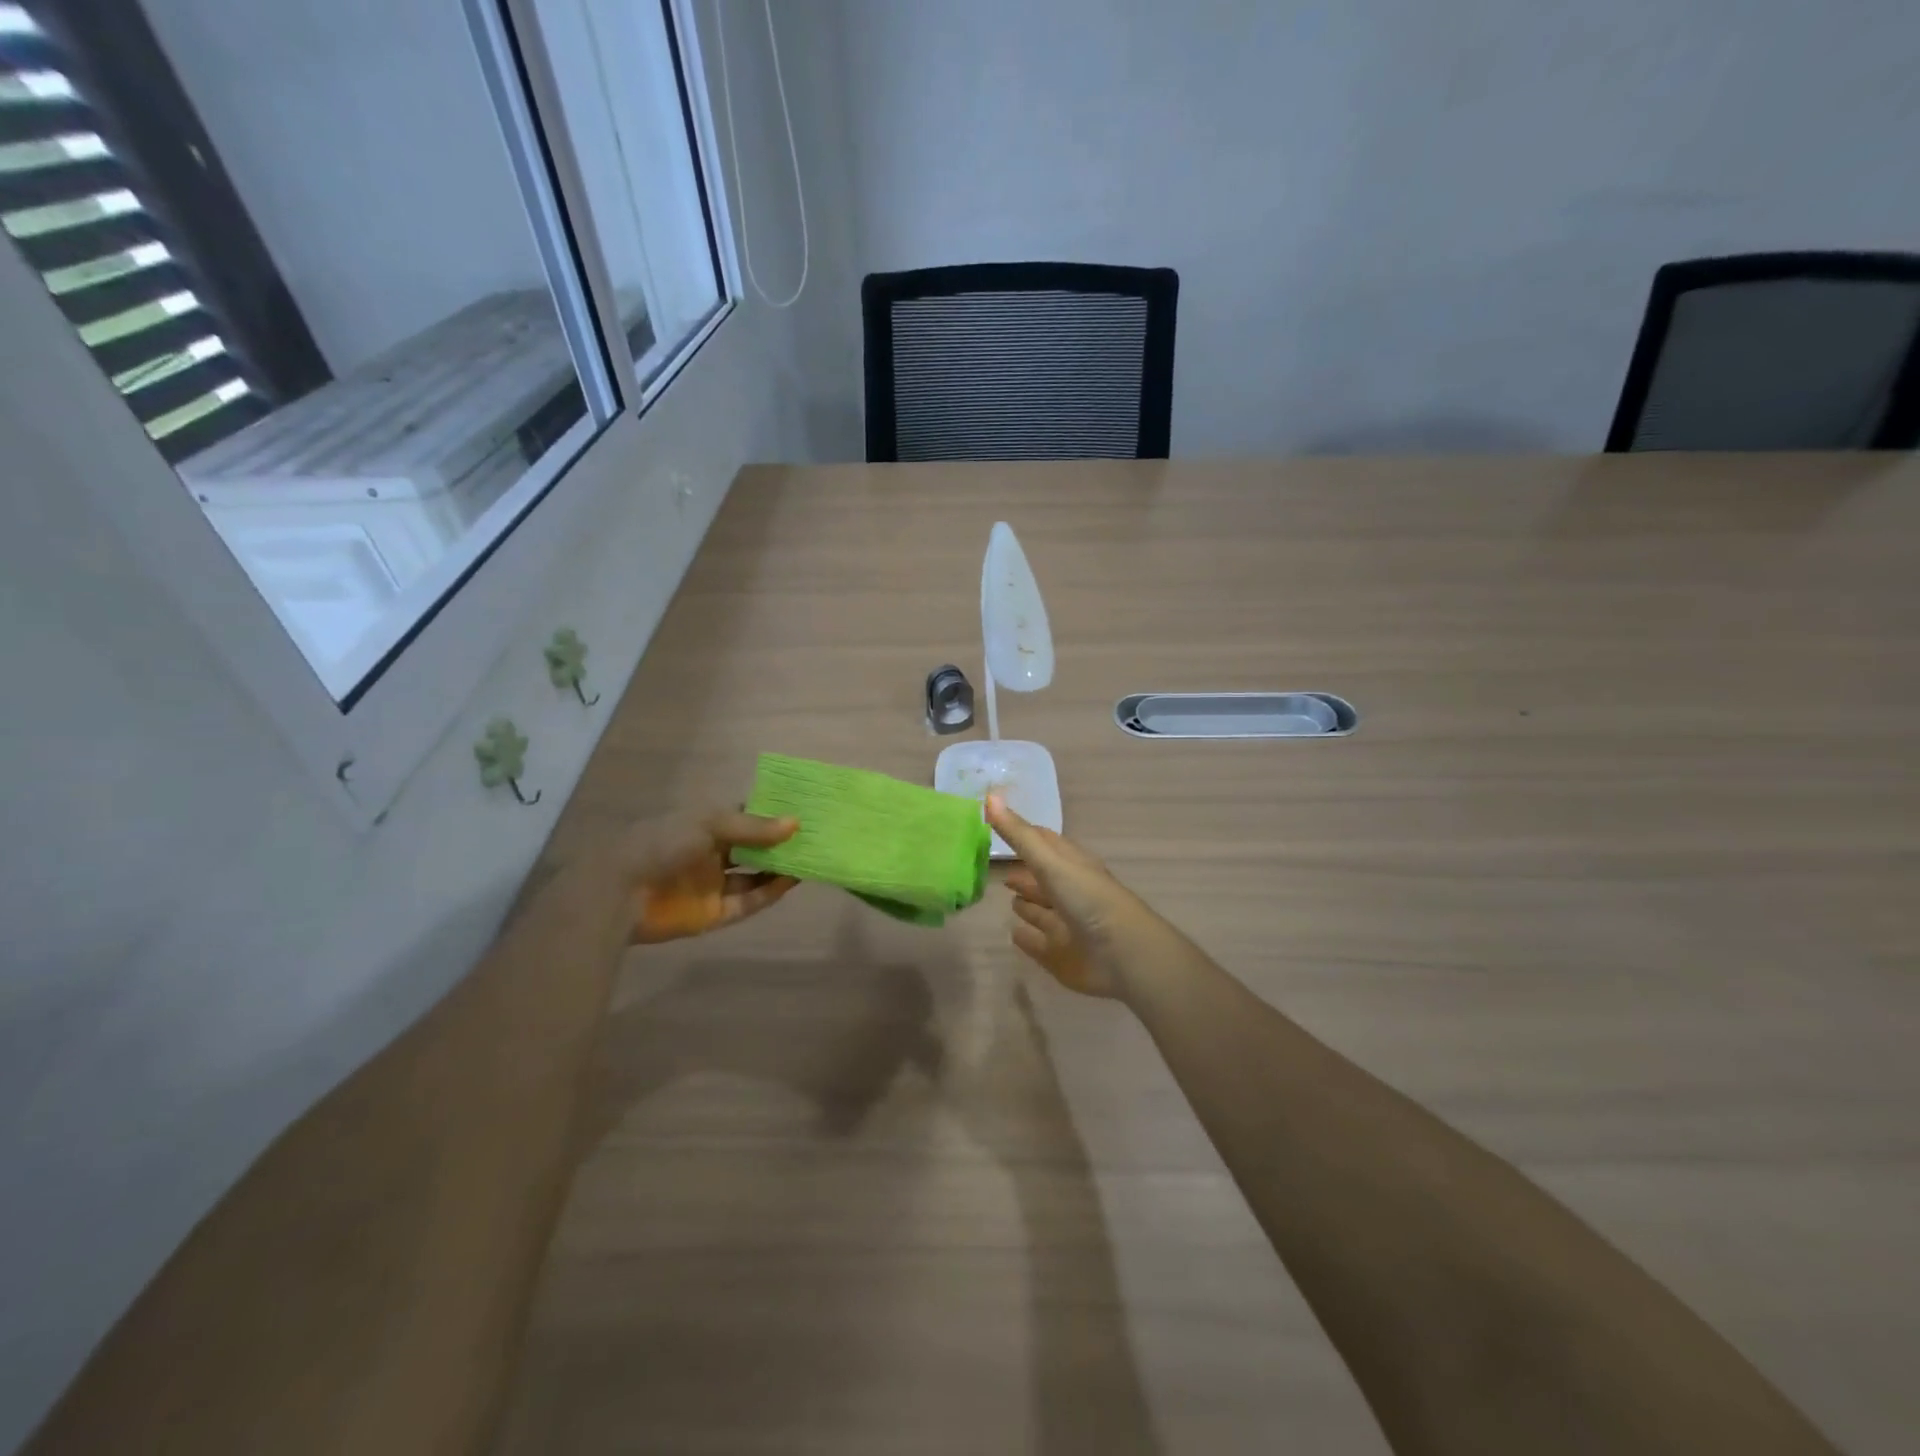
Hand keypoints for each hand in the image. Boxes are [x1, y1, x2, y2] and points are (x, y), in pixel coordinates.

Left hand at [623, 810, 799, 943]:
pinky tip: (792, 881)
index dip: (773, 815)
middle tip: (817, 837)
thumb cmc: (662, 843)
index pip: (746, 817)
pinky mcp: (713, 914)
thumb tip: (796, 824)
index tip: (806, 810)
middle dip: (781, 844)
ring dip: (780, 869)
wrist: (619, 892)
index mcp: (705, 826)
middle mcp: (711, 854)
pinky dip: (769, 892)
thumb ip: (754, 827)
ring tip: (812, 859)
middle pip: (754, 848)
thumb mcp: (709, 824)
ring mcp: (712, 885)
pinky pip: (748, 903)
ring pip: (755, 876)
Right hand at [987, 793, 1153, 999]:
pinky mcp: (1062, 956)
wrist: (1123, 956)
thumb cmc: (1088, 899)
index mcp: (1072, 865)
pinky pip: (1039, 944)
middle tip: (997, 870)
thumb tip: (990, 794)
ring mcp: (1067, 925)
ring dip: (1027, 904)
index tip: (998, 826)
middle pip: (1043, 879)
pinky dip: (1028, 937)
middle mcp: (1070, 892)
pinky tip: (1014, 933)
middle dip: (1024, 873)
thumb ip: (1019, 834)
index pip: (1045, 843)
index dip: (1024, 834)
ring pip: (1042, 911)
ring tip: (1008, 899)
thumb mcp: (1050, 862)